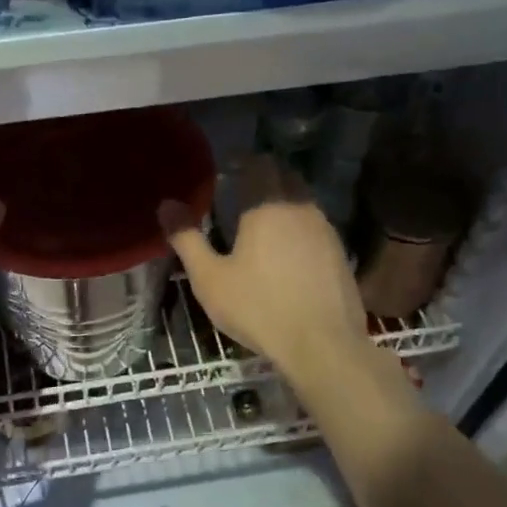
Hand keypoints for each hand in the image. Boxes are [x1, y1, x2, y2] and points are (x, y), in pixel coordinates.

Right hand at [159, 156, 368, 376]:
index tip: (227, 167)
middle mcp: (300, 207)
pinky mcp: (340, 253)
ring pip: (302, 200)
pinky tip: (288, 249)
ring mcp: (325, 229)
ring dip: (284, 200)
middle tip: (241, 190)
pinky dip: (299, 225)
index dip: (242, 161)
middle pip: (284, 176)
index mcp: (266, 205)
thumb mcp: (209, 278)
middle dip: (264, 176)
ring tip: (263, 219)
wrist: (322, 345)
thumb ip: (186, 238)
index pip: (258, 164)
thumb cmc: (258, 308)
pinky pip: (315, 225)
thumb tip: (166, 204)